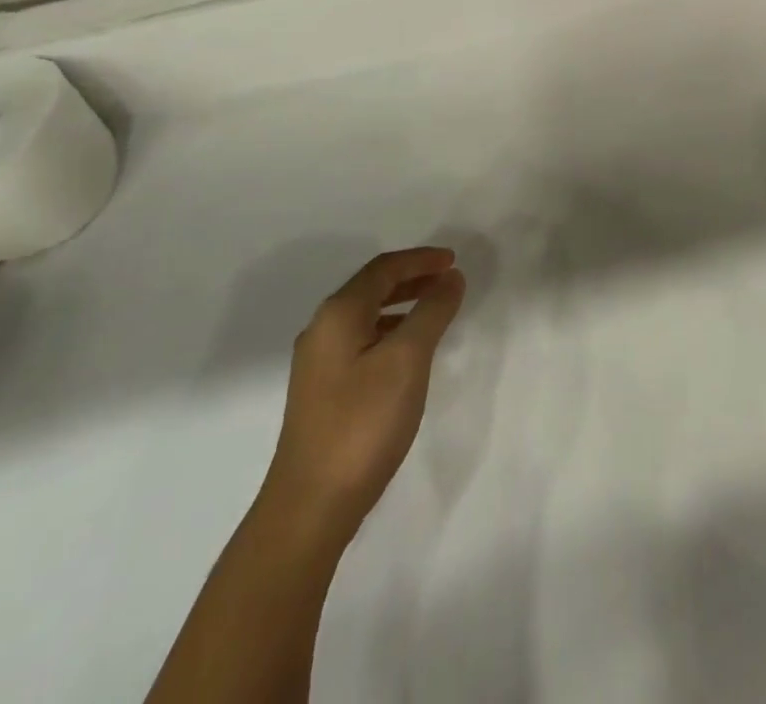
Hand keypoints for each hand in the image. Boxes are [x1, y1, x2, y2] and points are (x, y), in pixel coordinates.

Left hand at [264, 248, 466, 535]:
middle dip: (412, 278)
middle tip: (449, 280)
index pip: (383, 269)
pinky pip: (362, 341)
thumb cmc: (363, 423)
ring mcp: (318, 363)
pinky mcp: (323, 392)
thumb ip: (432, 312)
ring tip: (435, 311)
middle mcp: (322, 330)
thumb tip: (451, 278)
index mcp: (338, 314)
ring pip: (366, 316)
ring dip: (402, 305)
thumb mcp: (407, 360)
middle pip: (372, 288)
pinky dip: (390, 332)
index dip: (421, 259)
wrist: (310, 506)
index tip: (454, 260)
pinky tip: (408, 354)